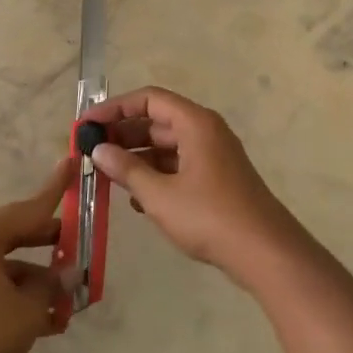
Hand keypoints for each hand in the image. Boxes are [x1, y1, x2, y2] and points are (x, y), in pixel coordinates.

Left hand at [0, 158, 75, 352]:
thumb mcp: (28, 310)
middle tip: (81, 247)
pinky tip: (47, 323)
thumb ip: (52, 286)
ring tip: (69, 304)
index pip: (30, 208)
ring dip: (39, 281)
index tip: (71, 162)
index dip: (55, 188)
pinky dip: (20, 297)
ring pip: (10, 265)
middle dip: (52, 245)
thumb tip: (66, 274)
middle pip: (19, 234)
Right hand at [83, 86, 310, 288]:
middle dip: (122, 134)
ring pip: (166, 145)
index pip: (148, 99)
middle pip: (156, 121)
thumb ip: (126, 169)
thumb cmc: (210, 217)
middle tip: (91, 151)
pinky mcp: (216, 180)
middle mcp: (205, 132)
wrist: (266, 253)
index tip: (87, 124)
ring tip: (107, 175)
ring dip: (137, 157)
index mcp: (195, 124)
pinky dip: (155, 175)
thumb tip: (98, 150)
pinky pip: (178, 166)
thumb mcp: (159, 195)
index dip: (114, 108)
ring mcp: (213, 156)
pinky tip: (136, 198)